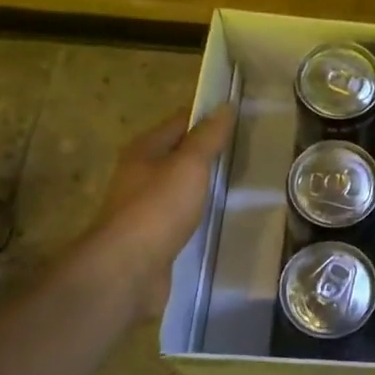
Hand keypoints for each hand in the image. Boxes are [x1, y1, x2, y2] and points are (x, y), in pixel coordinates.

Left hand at [87, 103, 236, 314]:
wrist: (128, 269)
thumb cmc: (158, 207)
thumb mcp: (189, 165)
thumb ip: (208, 137)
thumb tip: (224, 106)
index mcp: (144, 150)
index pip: (180, 122)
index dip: (207, 117)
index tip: (239, 118)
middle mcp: (140, 174)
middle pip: (178, 154)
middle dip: (207, 151)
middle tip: (246, 150)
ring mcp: (145, 207)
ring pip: (179, 186)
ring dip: (202, 184)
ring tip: (238, 182)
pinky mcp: (153, 236)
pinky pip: (180, 215)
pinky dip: (198, 212)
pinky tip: (218, 216)